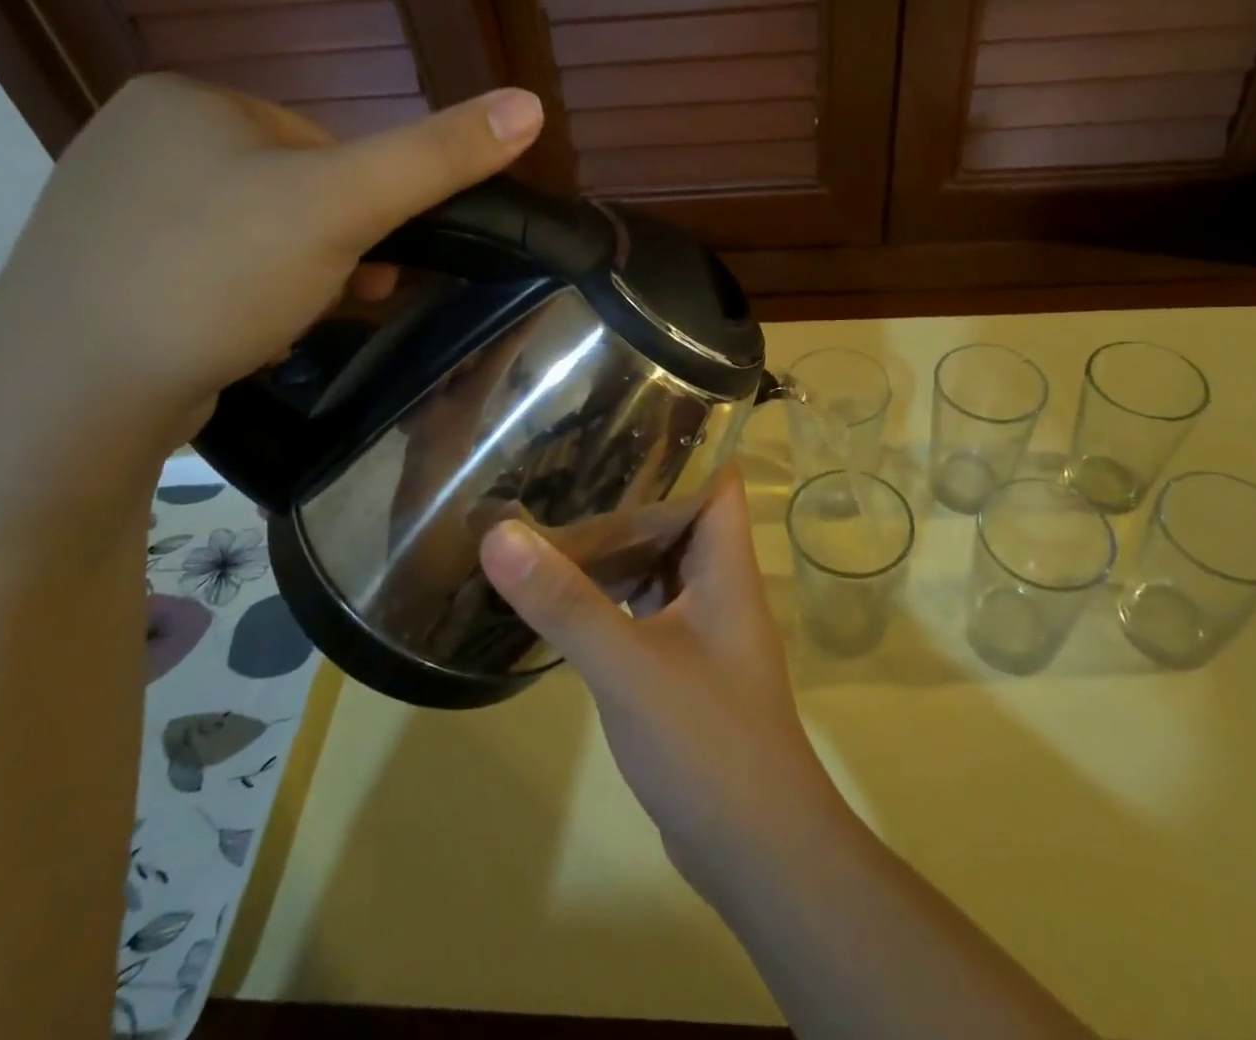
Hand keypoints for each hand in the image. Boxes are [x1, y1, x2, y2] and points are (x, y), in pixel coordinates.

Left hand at [0, 74, 542, 444]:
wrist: (74, 394)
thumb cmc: (217, 275)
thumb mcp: (344, 206)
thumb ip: (438, 156)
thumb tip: (530, 103)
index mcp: (189, 100)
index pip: (323, 142)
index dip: (364, 204)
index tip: (371, 257)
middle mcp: (138, 137)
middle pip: (290, 189)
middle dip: (332, 246)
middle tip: (341, 296)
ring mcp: (111, 206)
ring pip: (254, 233)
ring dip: (296, 275)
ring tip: (292, 322)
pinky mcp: (102, 270)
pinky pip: (208, 269)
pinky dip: (244, 298)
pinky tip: (244, 334)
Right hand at [478, 470, 856, 899]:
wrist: (756, 848)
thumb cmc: (708, 740)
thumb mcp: (628, 665)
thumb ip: (565, 602)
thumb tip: (499, 533)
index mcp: (726, 561)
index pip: (715, 474)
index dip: (684, 435)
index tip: (626, 405)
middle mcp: (718, 582)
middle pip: (678, 511)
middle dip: (629, 483)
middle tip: (567, 450)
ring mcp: (701, 624)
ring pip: (657, 561)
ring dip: (615, 539)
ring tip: (554, 502)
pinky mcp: (680, 661)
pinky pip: (643, 605)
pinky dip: (610, 590)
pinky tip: (563, 584)